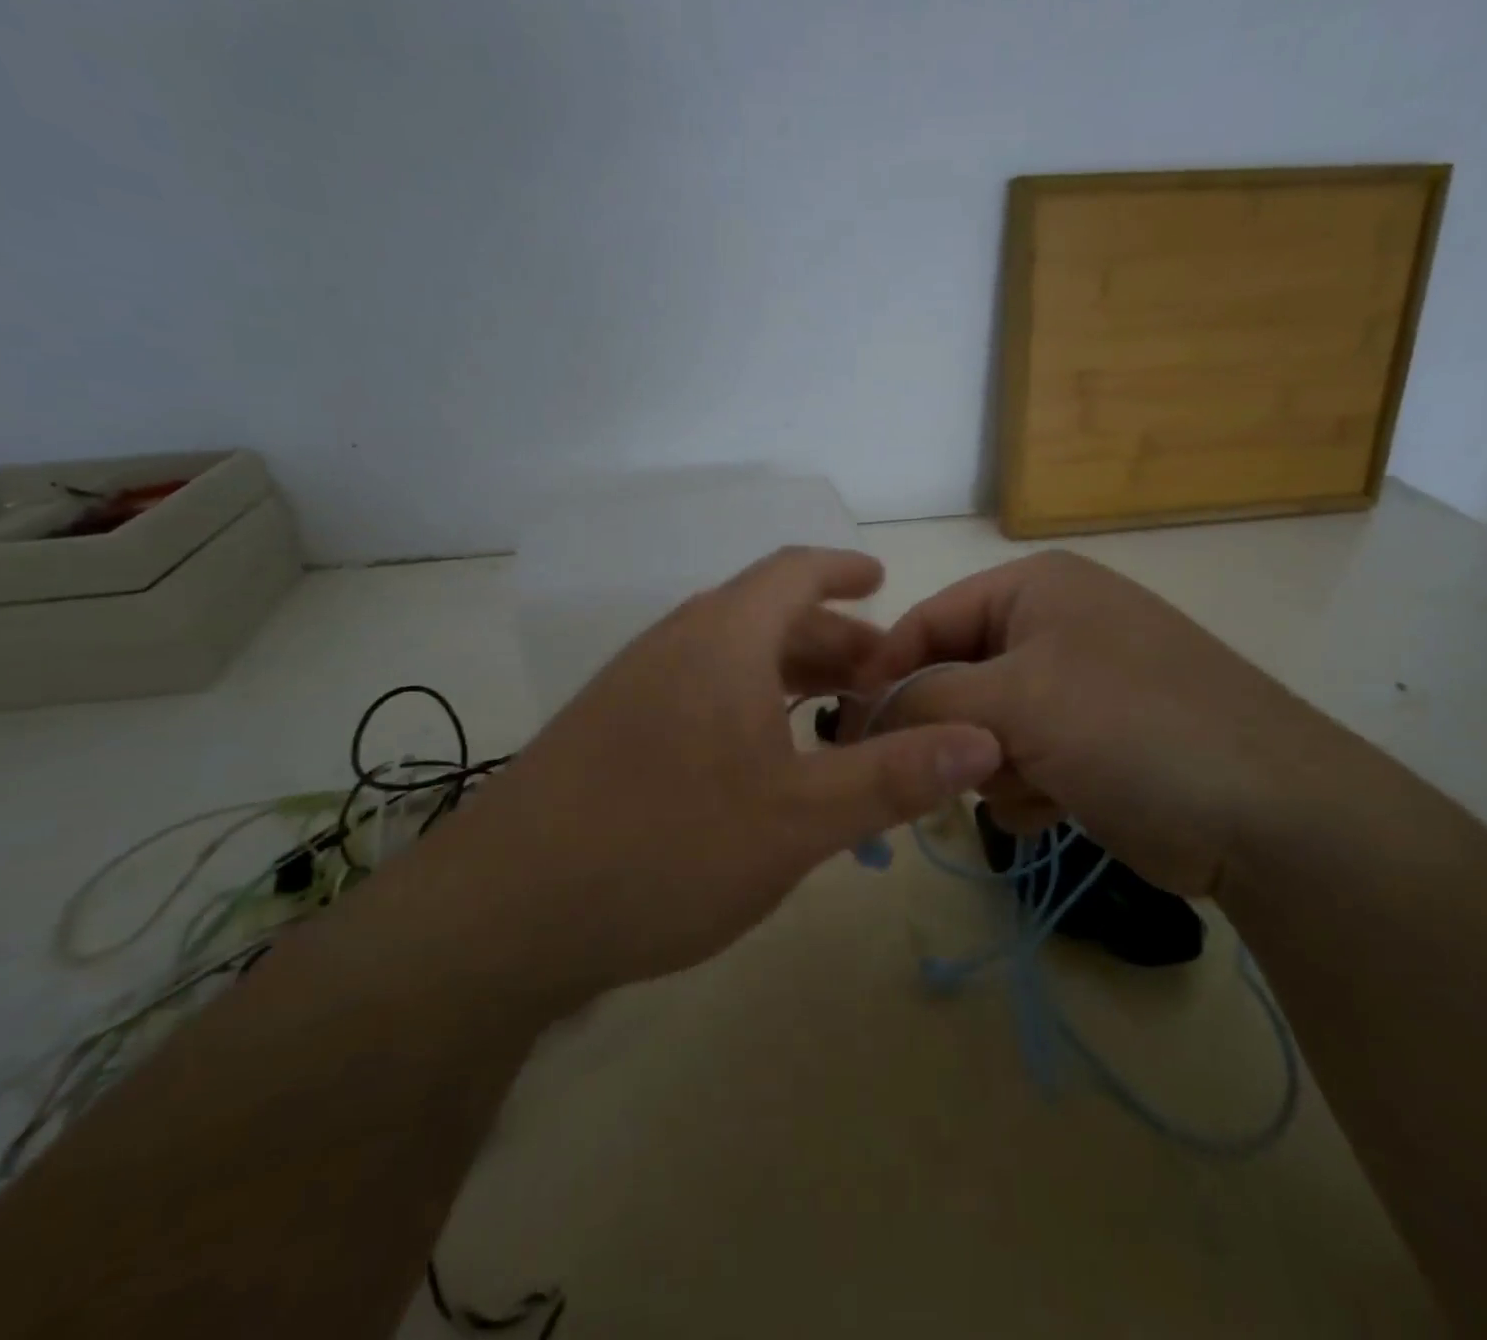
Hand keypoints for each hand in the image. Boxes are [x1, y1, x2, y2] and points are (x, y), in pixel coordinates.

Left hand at [447, 547, 1002, 988]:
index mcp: (720, 639)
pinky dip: (749, 707)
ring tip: (836, 721)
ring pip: (731, 659)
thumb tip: (985, 740)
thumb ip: (892, 776)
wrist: (501, 916)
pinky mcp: (610, 733)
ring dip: (788, 677)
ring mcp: (634, 689)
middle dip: (831, 641)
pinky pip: (699, 694)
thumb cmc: (664, 849)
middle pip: (766, 617)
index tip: (883, 581)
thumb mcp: (797, 819)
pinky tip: (765, 763)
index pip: (793, 572)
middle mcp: (674, 646)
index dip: (843, 570)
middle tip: (881, 680)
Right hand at [855, 550, 1361, 895]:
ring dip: (997, 765)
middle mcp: (1054, 627)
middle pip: (956, 678)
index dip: (885, 674)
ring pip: (985, 727)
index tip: (853, 732)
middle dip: (956, 729)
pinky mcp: (1093, 743)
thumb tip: (863, 714)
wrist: (1268, 815)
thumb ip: (925, 699)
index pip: (928, 620)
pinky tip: (1060, 804)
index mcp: (1035, 588)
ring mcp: (1077, 687)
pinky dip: (1028, 787)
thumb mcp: (1015, 701)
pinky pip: (1023, 761)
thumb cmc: (1130, 728)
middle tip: (963, 767)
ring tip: (1035, 783)